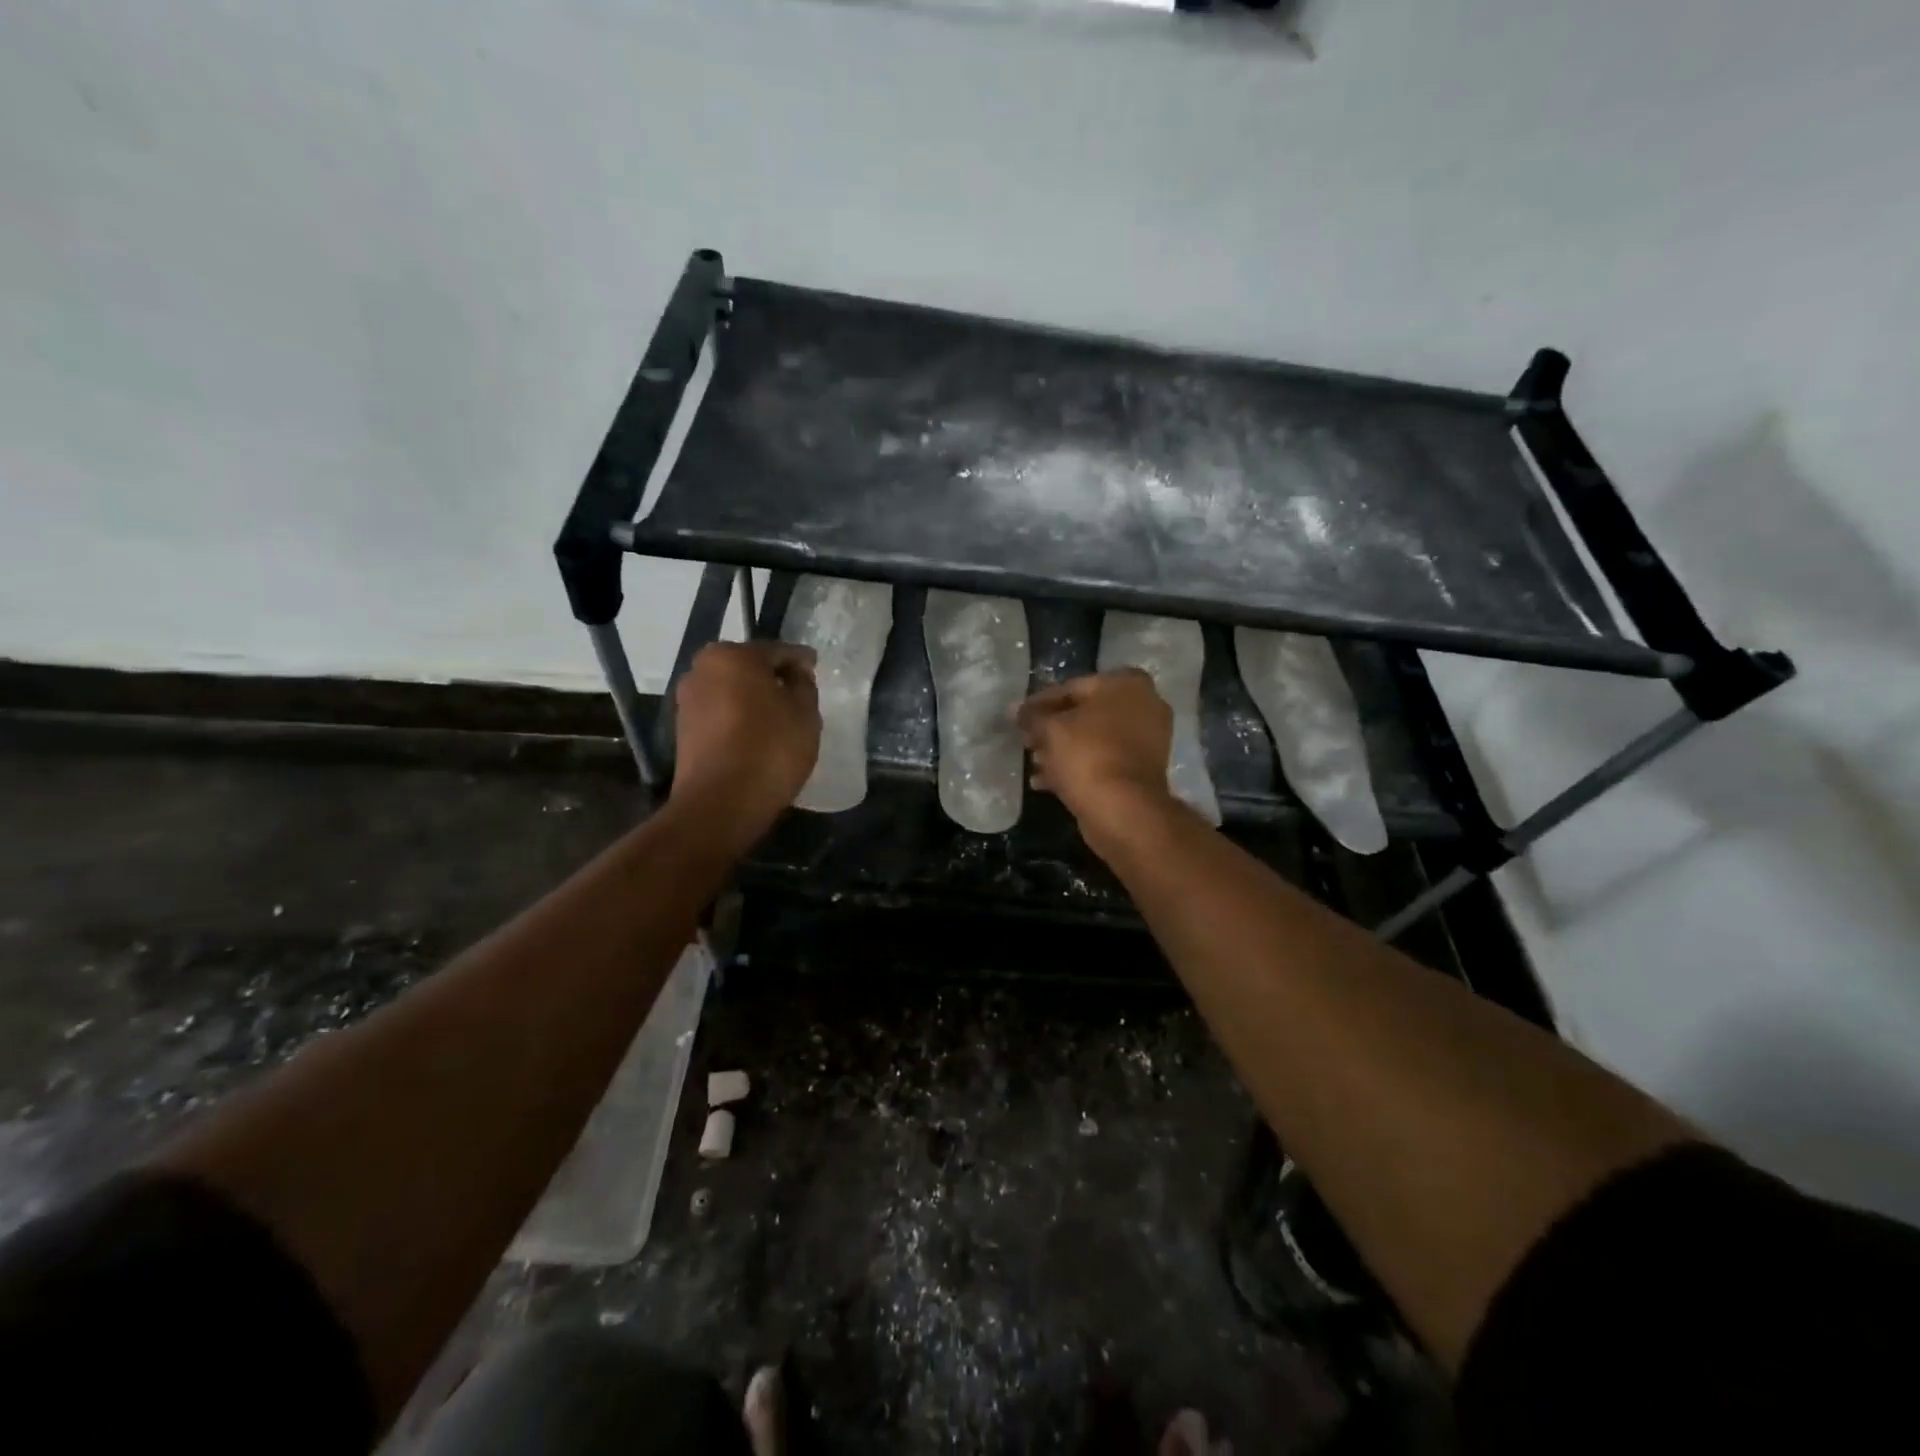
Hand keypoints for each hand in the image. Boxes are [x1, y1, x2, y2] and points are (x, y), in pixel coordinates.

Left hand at [671, 641, 819, 838]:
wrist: (721, 803)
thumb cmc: (770, 748)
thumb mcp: (805, 712)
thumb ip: (803, 684)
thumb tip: (795, 675)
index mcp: (732, 655)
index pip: (777, 650)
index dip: (801, 661)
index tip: (816, 670)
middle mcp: (702, 669)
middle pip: (749, 667)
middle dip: (773, 679)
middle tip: (799, 696)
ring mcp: (688, 700)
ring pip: (732, 691)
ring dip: (754, 700)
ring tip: (780, 719)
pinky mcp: (683, 730)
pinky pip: (721, 714)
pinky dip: (739, 719)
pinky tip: (758, 736)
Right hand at [1016, 669, 1178, 854]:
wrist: (1123, 810)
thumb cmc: (1087, 755)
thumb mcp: (1050, 729)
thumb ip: (1031, 716)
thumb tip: (1015, 710)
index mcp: (1126, 684)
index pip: (1071, 687)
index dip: (1040, 703)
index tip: (1018, 718)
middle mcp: (1145, 705)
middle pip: (1085, 713)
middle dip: (1052, 728)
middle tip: (1026, 742)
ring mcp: (1148, 740)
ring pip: (1094, 739)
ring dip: (1062, 749)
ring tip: (1034, 763)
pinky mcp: (1142, 770)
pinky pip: (1103, 760)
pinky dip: (1078, 766)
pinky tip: (1046, 781)